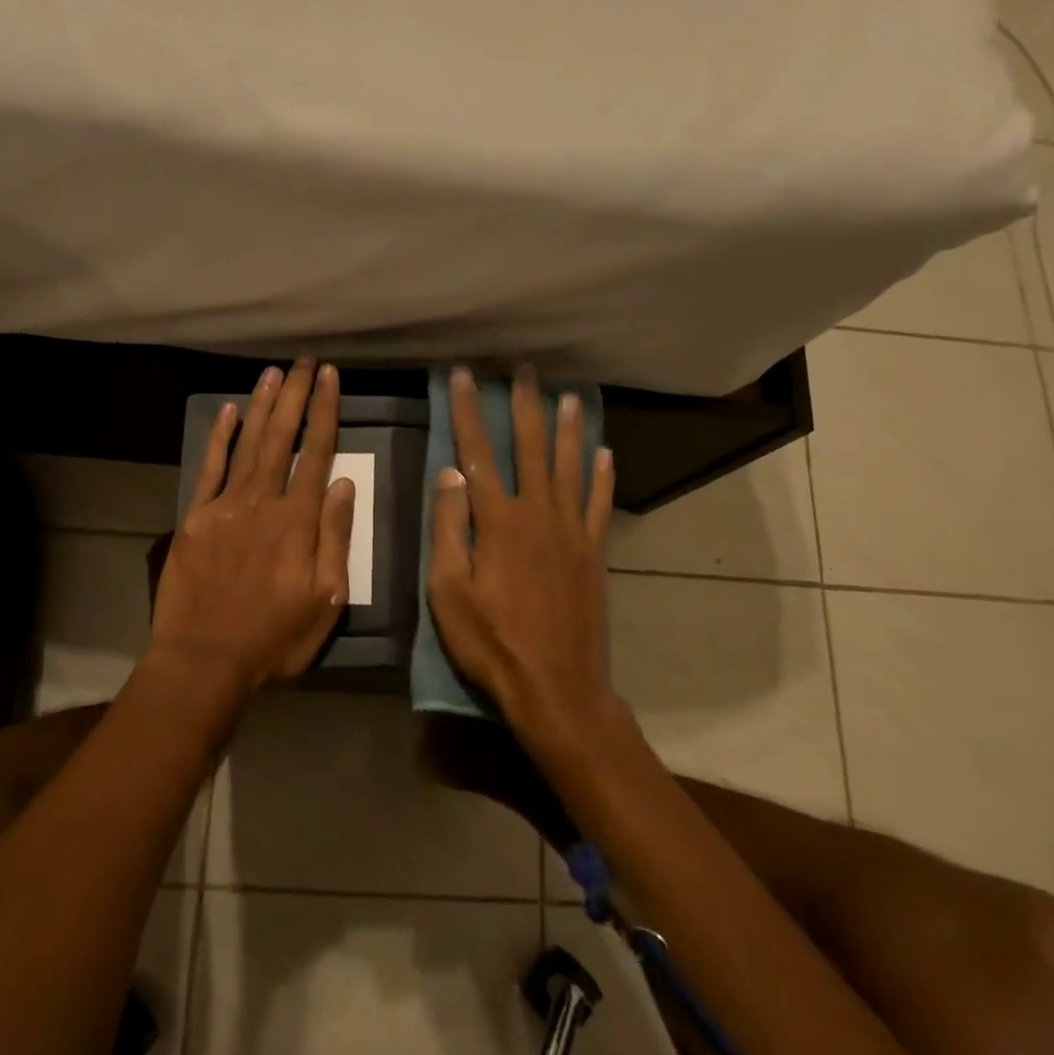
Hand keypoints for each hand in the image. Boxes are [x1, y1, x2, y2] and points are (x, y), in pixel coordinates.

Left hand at [150, 360, 356, 692]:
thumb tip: (344, 484)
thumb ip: (335, 538)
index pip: (316, 453)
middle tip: (304, 361)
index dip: (324, 411)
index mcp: (298, 521)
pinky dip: (220, 438)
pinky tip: (229, 411)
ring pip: (247, 444)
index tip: (330, 377)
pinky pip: (209, 469)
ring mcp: (224, 507)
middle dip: (295, 395)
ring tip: (274, 373)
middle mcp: (262, 502)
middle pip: (281, 438)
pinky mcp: (195, 518)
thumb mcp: (326, 600)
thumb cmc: (274, 637)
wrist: (204, 659)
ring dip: (261, 406)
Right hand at [427, 365, 615, 739]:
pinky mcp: (594, 553)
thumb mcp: (449, 592)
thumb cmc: (491, 642)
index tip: (462, 375)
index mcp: (498, 522)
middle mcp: (539, 514)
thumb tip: (449, 474)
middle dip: (524, 405)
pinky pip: (600, 504)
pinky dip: (603, 476)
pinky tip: (605, 453)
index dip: (467, 411)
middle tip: (523, 368)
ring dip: (567, 429)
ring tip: (567, 396)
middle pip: (531, 448)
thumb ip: (449, 529)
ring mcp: (572, 532)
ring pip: (570, 467)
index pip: (477, 453)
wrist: (556, 686)